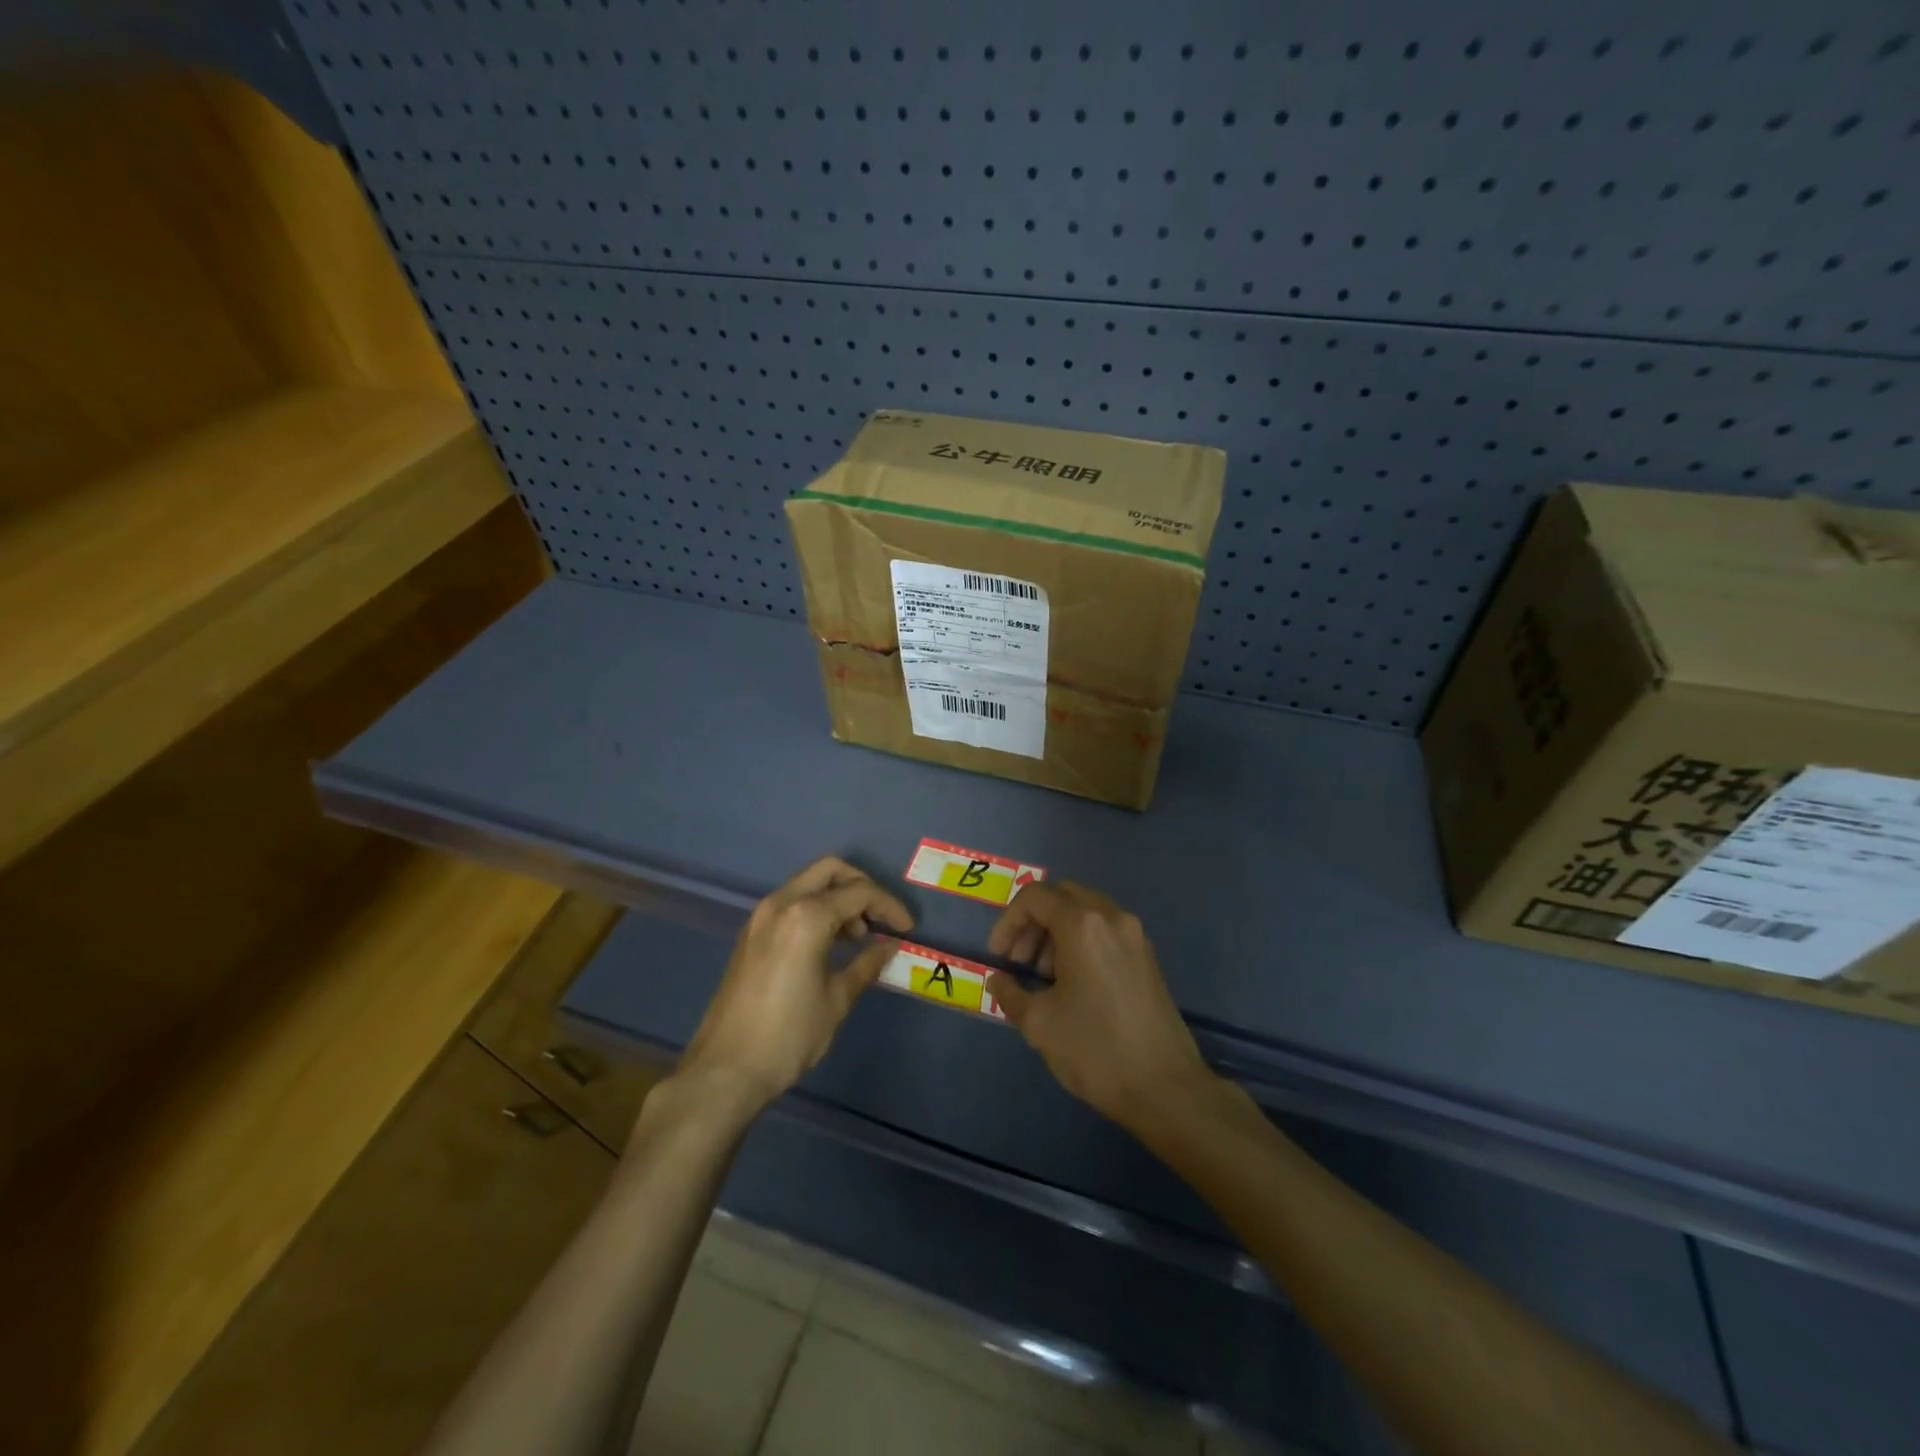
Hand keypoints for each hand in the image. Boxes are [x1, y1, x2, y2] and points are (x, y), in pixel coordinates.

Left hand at [680, 857, 911, 1109]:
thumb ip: (866, 964)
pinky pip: (791, 903)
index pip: (859, 893)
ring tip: (858, 937)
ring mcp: (761, 917)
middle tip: (880, 918)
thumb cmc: (788, 1036)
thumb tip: (890, 945)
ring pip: (808, 884)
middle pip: (830, 871)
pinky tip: (830, 944)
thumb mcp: (836, 1000)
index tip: (907, 928)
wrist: (725, 1070)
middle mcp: (781, 904)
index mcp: (806, 916)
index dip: (889, 906)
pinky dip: (816, 909)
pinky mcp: (751, 934)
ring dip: (837, 898)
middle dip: (861, 887)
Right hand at [985, 882, 1215, 1132]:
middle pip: (1061, 897)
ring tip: (1043, 980)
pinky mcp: (1147, 957)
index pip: (1034, 897)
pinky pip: (1104, 931)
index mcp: (1083, 924)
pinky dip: (1080, 943)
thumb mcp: (1039, 1024)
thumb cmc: (1096, 1050)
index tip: (999, 959)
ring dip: (1055, 934)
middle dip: (1032, 924)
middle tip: (1018, 965)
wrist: (1165, 1088)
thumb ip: (1010, 993)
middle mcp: (1112, 917)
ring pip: (1084, 912)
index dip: (1007, 923)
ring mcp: (1135, 935)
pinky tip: (1072, 986)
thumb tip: (999, 981)